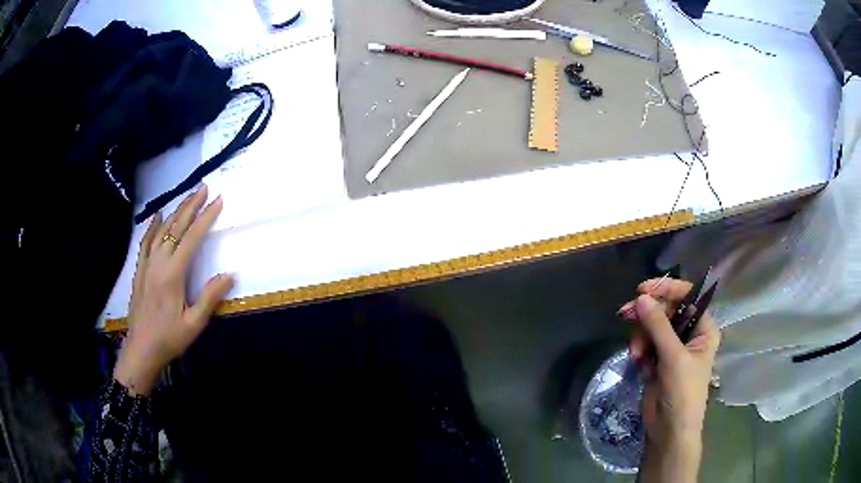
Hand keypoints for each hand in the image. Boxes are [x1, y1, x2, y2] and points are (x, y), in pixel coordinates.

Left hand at [114, 186, 233, 396]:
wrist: (141, 349)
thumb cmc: (169, 338)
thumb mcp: (194, 324)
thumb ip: (210, 298)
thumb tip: (229, 274)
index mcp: (173, 275)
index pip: (191, 239)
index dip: (206, 218)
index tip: (218, 201)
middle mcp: (159, 263)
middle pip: (175, 227)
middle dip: (191, 206)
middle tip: (204, 188)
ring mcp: (147, 264)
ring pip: (161, 230)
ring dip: (175, 211)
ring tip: (188, 197)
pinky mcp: (140, 270)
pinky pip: (146, 241)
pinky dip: (153, 225)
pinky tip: (158, 215)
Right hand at [618, 278, 720, 482]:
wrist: (669, 431)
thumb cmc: (682, 393)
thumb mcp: (673, 357)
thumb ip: (658, 326)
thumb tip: (640, 298)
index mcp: (703, 328)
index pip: (687, 296)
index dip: (667, 289)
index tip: (642, 290)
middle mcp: (690, 333)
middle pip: (667, 310)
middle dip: (647, 315)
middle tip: (625, 314)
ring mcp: (673, 347)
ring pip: (653, 327)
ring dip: (641, 337)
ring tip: (636, 355)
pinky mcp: (658, 360)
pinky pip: (646, 343)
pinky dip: (640, 350)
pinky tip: (639, 364)